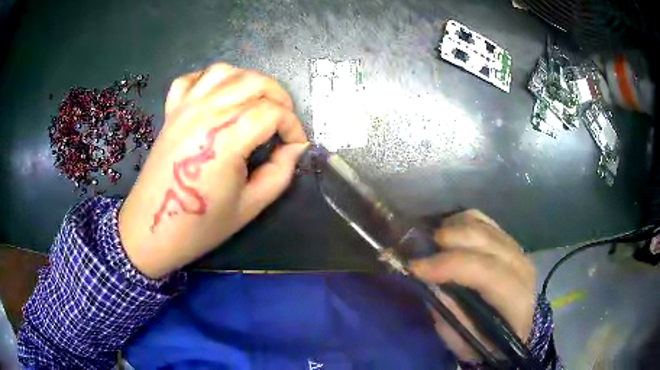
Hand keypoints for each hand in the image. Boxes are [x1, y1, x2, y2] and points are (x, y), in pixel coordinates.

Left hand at [119, 63, 307, 278]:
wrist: (152, 229)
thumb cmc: (200, 225)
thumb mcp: (250, 206)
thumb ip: (280, 173)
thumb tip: (294, 148)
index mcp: (225, 138)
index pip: (272, 112)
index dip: (293, 126)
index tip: (296, 145)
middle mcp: (205, 112)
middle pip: (255, 82)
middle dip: (279, 98)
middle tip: (283, 124)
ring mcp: (185, 107)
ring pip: (226, 71)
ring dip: (250, 82)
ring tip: (257, 104)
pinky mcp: (171, 110)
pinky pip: (193, 78)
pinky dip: (211, 80)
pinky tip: (219, 97)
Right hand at [410, 210, 535, 361]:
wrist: (517, 329)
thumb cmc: (489, 343)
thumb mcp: (466, 343)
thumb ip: (451, 315)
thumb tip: (432, 285)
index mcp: (517, 299)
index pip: (486, 272)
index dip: (450, 265)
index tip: (415, 267)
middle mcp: (521, 267)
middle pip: (483, 239)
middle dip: (446, 240)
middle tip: (416, 251)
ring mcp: (517, 249)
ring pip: (481, 224)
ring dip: (451, 229)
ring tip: (429, 244)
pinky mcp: (509, 241)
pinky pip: (482, 219)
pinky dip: (460, 222)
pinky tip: (447, 234)